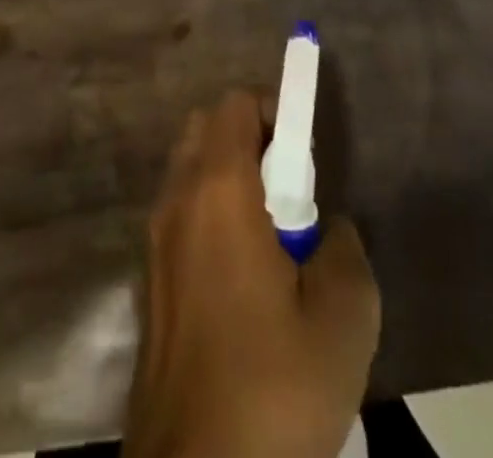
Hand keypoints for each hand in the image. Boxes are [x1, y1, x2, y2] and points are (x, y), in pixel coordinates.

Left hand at [127, 91, 379, 457]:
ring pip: (190, 171)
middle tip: (291, 191)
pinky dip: (210, 215)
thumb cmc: (271, 387)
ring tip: (274, 240)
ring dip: (230, 178)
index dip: (274, 109)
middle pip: (206, 128)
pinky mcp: (149, 280)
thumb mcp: (343, 319)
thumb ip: (343, 249)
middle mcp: (177, 199)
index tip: (306, 152)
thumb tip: (325, 230)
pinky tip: (245, 280)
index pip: (236, 104)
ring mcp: (155, 239)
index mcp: (218, 189)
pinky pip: (182, 215)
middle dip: (250, 139)